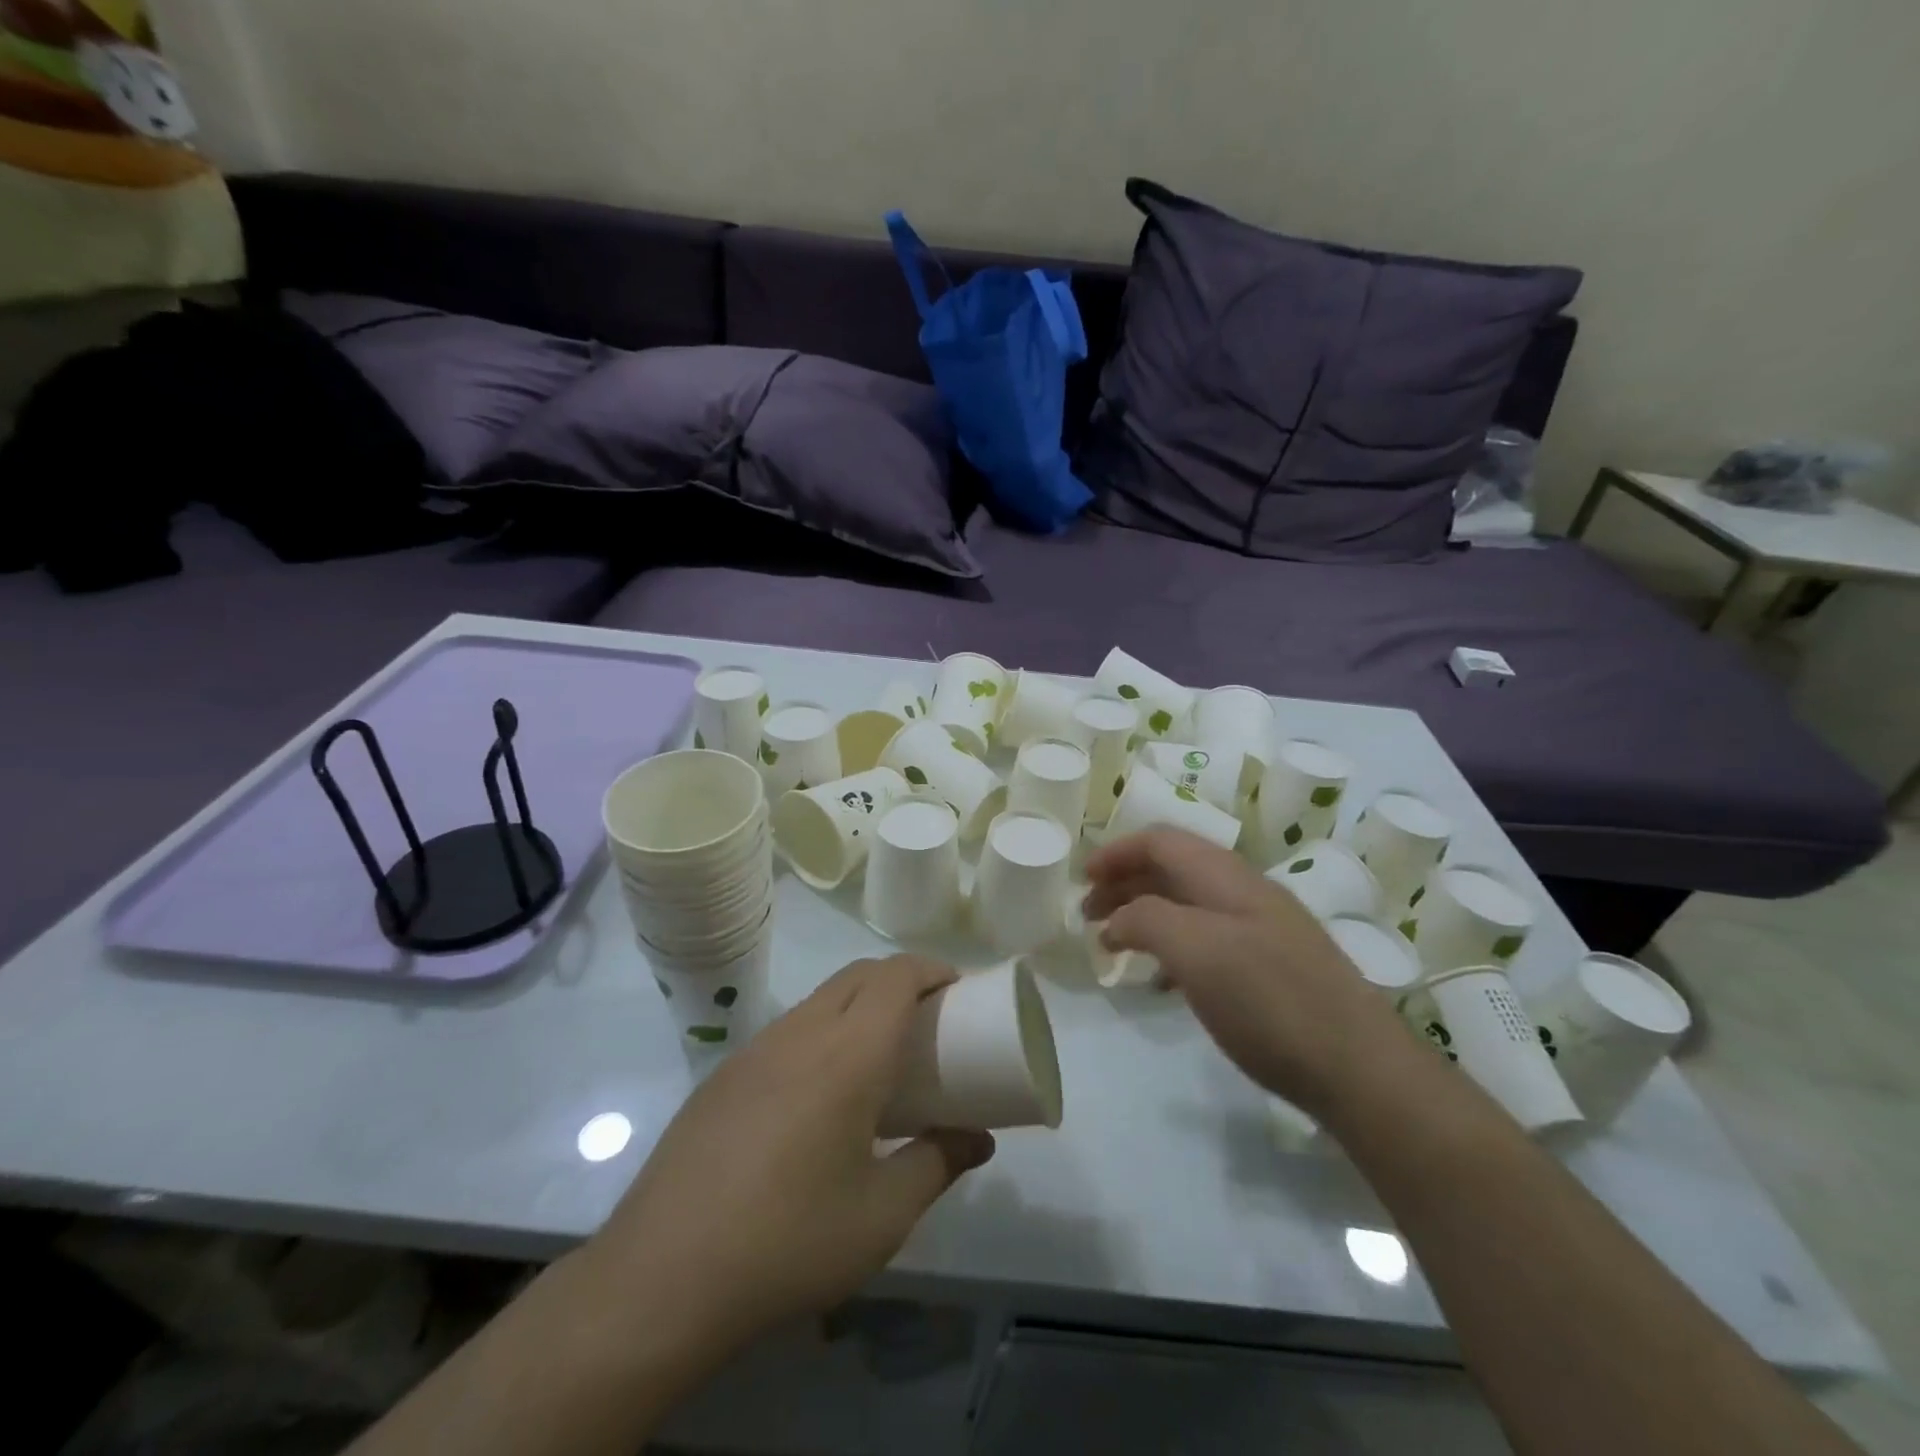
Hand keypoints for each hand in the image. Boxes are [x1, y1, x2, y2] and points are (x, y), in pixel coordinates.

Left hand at [579, 956, 994, 1373]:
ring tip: (878, 1057)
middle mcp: (801, 1032)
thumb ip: (937, 1165)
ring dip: (858, 1004)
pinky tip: (819, 1095)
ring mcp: (755, 1049)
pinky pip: (787, 1029)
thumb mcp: (882, 1216)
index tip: (958, 990)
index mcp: (847, 1053)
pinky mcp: (724, 1074)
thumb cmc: (788, 1242)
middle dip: (900, 979)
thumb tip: (977, 1139)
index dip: (932, 970)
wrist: (660, 1278)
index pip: (896, 976)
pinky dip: (821, 1032)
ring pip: (820, 999)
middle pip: (859, 974)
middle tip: (928, 1020)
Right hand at [1085, 828, 1413, 1117]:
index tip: (1081, 879)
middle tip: (1087, 915)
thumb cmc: (1269, 1000)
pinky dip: (1172, 947)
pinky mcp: (1270, 968)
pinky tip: (1160, 980)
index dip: (1117, 852)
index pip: (1161, 840)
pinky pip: (1207, 940)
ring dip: (1144, 914)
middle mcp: (1244, 893)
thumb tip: (1118, 920)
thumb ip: (1147, 920)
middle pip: (1172, 869)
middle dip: (1124, 883)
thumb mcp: (1197, 952)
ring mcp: (1262, 930)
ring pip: (1188, 904)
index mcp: (1226, 877)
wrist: (1360, 1069)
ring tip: (1113, 944)